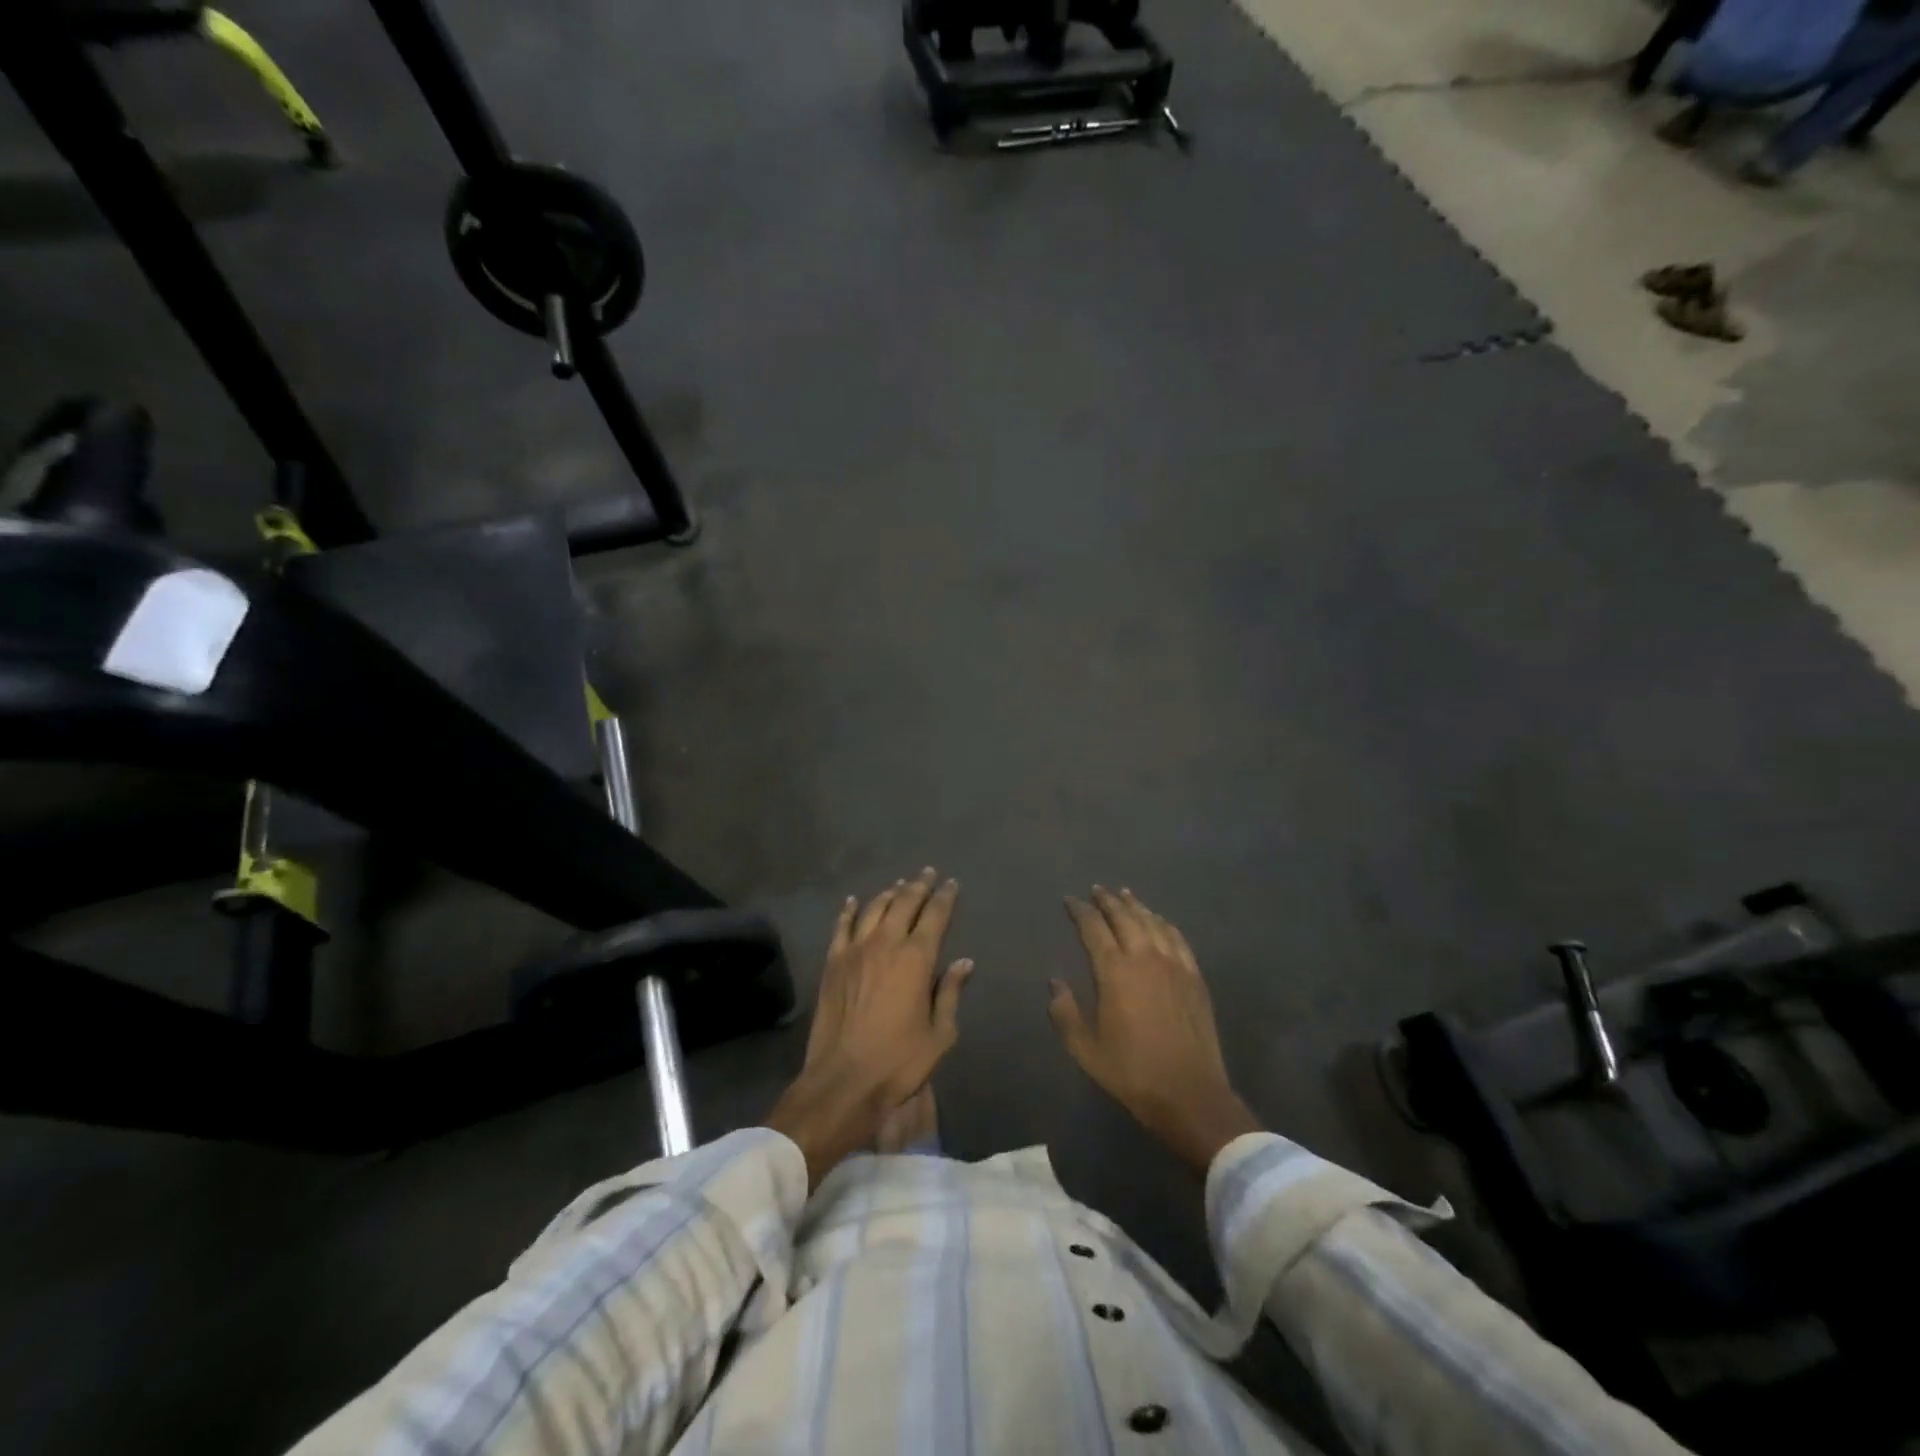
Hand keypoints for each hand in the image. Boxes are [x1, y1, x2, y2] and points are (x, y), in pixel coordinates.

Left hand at [767, 869, 972, 1184]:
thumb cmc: (899, 1061)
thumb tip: (964, 962)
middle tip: (927, 873)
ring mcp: (855, 950)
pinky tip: (854, 901)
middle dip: (918, 885)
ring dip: (889, 893)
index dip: (944, 897)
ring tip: (899, 885)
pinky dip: (849, 910)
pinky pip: (842, 926)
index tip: (951, 883)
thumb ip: (950, 992)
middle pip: (904, 903)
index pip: (935, 915)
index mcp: (917, 958)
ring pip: (874, 909)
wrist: (843, 1080)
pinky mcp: (833, 962)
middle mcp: (886, 943)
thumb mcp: (939, 1033)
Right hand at [1049, 887, 1259, 1175]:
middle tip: (1097, 889)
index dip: (1080, 911)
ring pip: (1152, 922)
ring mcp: (1174, 964)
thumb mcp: (1085, 1048)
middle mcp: (1144, 957)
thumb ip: (1065, 1012)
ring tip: (1124, 894)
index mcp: (1114, 972)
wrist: (1189, 1093)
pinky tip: (1159, 920)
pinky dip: (1164, 923)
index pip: (1093, 929)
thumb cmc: (1132, 1072)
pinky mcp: (1194, 977)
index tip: (1070, 900)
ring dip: (1136, 905)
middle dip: (1108, 900)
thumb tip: (1054, 982)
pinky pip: (1178, 938)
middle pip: (1124, 917)